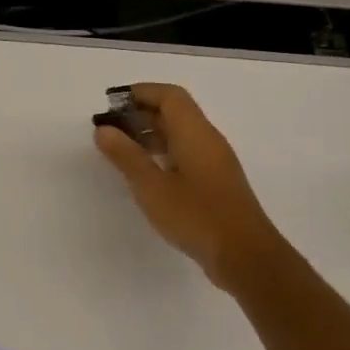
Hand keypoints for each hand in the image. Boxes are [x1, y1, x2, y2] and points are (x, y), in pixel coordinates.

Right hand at [94, 83, 288, 291]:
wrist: (245, 256)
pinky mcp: (215, 182)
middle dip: (140, 113)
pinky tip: (145, 173)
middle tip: (109, 128)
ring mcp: (215, 162)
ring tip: (120, 149)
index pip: (169, 96)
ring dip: (150, 134)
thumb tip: (104, 129)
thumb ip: (126, 156)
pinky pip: (186, 153)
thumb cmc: (196, 216)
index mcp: (195, 133)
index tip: (111, 104)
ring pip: (180, 134)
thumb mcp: (151, 186)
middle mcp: (208, 140)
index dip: (140, 92)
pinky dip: (162, 152)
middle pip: (175, 112)